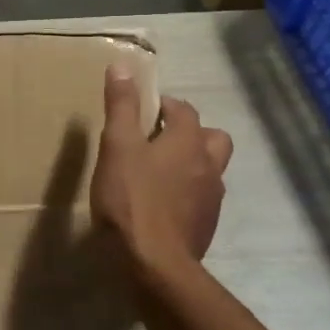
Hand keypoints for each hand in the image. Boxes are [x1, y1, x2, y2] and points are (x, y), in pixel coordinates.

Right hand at [90, 65, 232, 272]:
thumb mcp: (117, 146)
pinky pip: (201, 197)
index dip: (161, 106)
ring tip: (159, 173)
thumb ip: (121, 106)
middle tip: (156, 141)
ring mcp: (212, 197)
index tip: (139, 113)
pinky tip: (162, 205)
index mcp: (188, 140)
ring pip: (209, 168)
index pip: (182, 109)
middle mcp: (209, 164)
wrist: (154, 264)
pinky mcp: (206, 225)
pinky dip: (187, 193)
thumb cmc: (131, 199)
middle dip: (188, 133)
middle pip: (211, 137)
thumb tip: (123, 65)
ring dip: (190, 164)